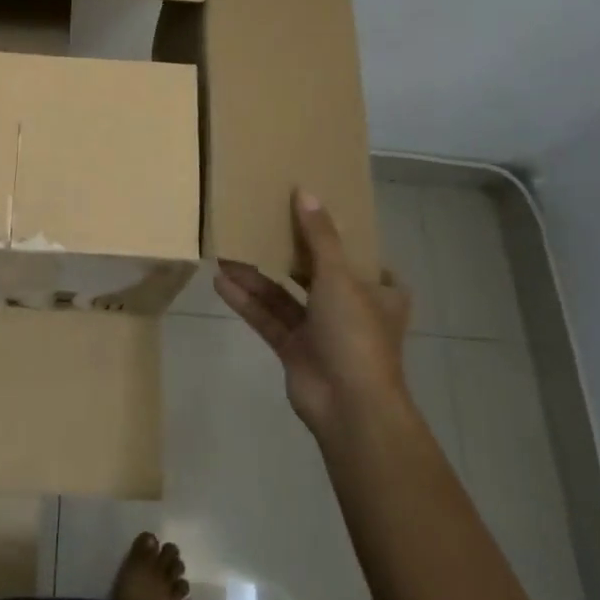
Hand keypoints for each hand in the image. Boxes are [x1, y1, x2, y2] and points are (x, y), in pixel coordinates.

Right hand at [214, 188, 411, 439]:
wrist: (350, 407)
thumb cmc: (356, 334)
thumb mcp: (339, 276)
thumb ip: (319, 236)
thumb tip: (305, 192)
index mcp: (378, 292)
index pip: (363, 258)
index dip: (340, 237)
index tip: (314, 213)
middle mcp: (351, 309)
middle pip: (316, 273)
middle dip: (287, 252)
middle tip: (261, 222)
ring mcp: (322, 332)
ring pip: (286, 296)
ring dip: (258, 276)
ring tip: (228, 249)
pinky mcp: (295, 350)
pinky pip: (268, 319)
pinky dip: (247, 301)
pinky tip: (221, 281)